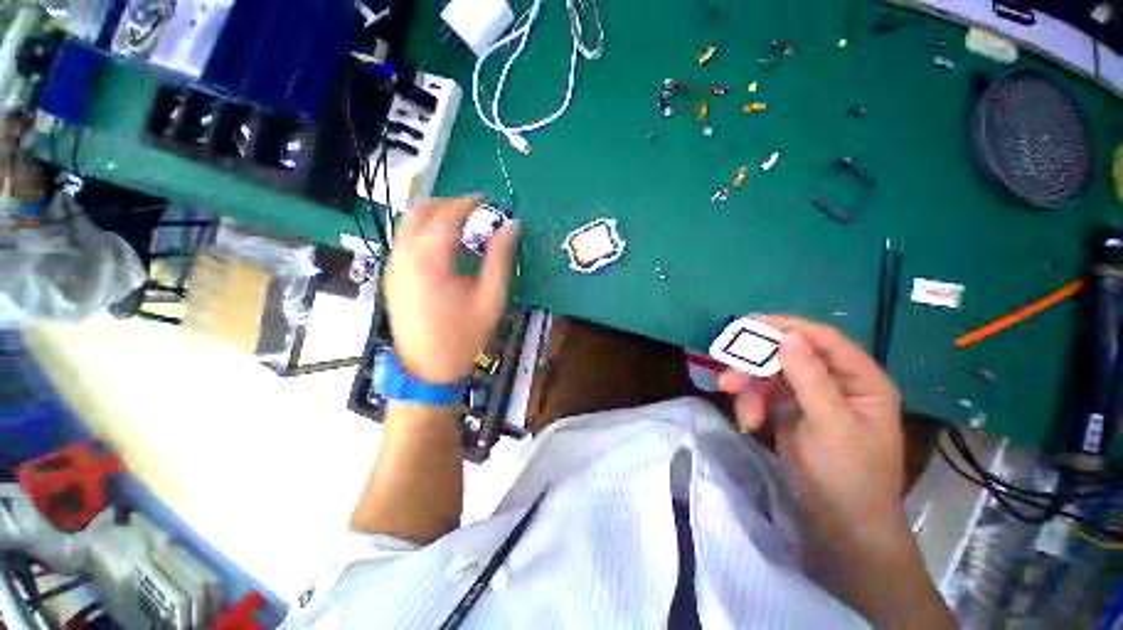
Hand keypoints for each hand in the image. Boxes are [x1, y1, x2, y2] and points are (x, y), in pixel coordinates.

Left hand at [384, 197, 519, 383]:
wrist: (427, 370)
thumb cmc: (464, 336)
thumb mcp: (491, 299)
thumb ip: (501, 259)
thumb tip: (511, 226)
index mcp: (429, 260)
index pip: (447, 215)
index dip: (469, 203)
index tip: (489, 200)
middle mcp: (404, 256)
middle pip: (420, 211)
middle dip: (449, 203)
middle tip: (476, 211)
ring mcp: (393, 266)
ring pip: (409, 224)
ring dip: (436, 217)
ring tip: (464, 229)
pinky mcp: (392, 277)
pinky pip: (406, 241)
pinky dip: (426, 234)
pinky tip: (447, 250)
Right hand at [718, 316, 905, 535]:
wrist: (841, 525)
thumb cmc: (848, 474)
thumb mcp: (830, 424)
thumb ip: (810, 378)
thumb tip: (788, 337)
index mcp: (860, 379)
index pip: (822, 338)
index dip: (787, 327)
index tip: (749, 325)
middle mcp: (835, 382)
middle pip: (789, 356)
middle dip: (757, 366)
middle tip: (728, 376)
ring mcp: (811, 397)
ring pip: (771, 376)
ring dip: (751, 391)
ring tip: (742, 412)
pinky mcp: (791, 412)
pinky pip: (765, 395)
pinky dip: (753, 406)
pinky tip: (749, 424)